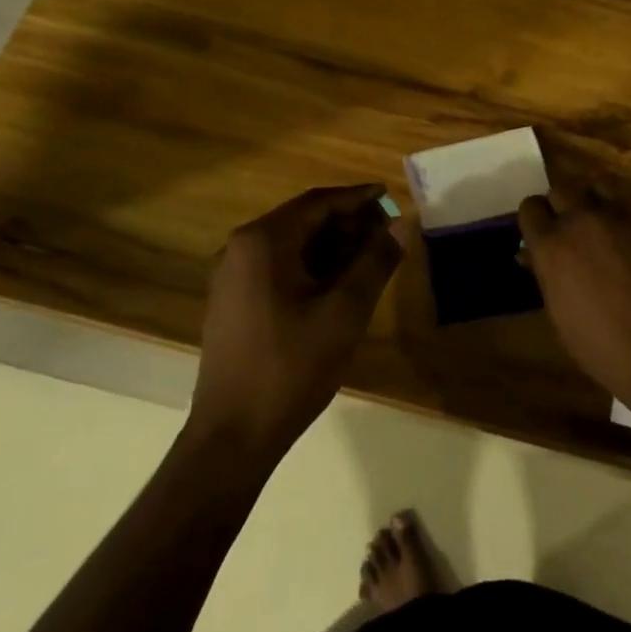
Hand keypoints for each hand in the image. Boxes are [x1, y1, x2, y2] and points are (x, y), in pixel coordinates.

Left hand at [188, 184, 405, 460]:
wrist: (232, 436)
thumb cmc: (291, 367)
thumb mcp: (345, 312)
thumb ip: (374, 262)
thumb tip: (397, 227)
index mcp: (263, 242)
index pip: (318, 203)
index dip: (358, 198)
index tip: (389, 195)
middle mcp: (241, 248)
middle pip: (303, 220)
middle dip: (347, 222)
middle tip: (387, 229)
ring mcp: (232, 276)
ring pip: (292, 245)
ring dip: (332, 245)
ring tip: (371, 255)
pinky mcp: (233, 301)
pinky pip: (278, 267)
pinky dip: (312, 266)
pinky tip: (340, 282)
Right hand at [519, 178, 630, 414]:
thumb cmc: (610, 352)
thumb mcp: (563, 318)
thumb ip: (548, 276)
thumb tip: (534, 257)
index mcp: (553, 246)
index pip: (530, 208)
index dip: (535, 222)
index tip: (540, 237)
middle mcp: (583, 220)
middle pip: (562, 189)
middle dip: (561, 208)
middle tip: (570, 235)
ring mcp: (622, 217)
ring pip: (596, 189)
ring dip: (592, 205)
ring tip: (600, 232)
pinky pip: (628, 208)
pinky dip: (622, 220)